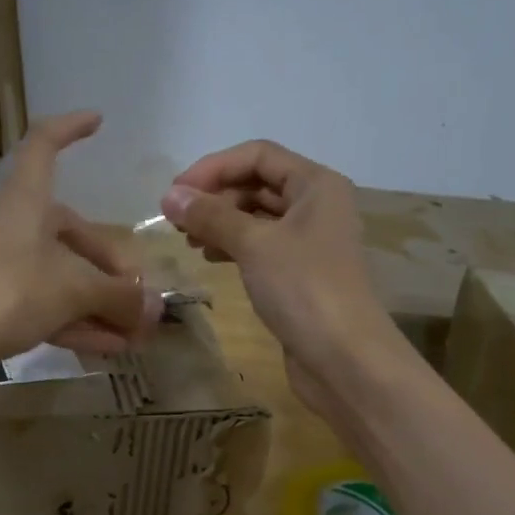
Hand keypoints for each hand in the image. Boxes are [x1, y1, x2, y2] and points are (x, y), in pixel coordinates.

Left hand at [0, 112, 158, 389]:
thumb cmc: (5, 293)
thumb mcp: (72, 291)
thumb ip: (118, 295)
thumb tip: (154, 307)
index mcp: (25, 202)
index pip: (43, 145)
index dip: (70, 128)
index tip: (98, 121)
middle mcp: (12, 226)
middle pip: (70, 234)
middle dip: (110, 267)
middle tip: (139, 298)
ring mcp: (0, 267)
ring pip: (60, 277)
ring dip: (98, 303)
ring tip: (134, 332)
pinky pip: (44, 305)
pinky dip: (76, 321)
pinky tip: (109, 347)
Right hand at [162, 140, 400, 418]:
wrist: (344, 359)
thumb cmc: (303, 289)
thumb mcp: (254, 245)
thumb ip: (211, 216)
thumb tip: (170, 196)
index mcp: (316, 184)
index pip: (258, 155)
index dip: (213, 168)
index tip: (175, 194)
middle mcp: (317, 206)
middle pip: (258, 184)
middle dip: (216, 197)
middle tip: (177, 222)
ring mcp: (311, 241)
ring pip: (258, 217)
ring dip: (221, 222)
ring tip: (189, 242)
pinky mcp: (301, 274)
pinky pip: (262, 246)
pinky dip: (235, 246)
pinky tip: (211, 258)